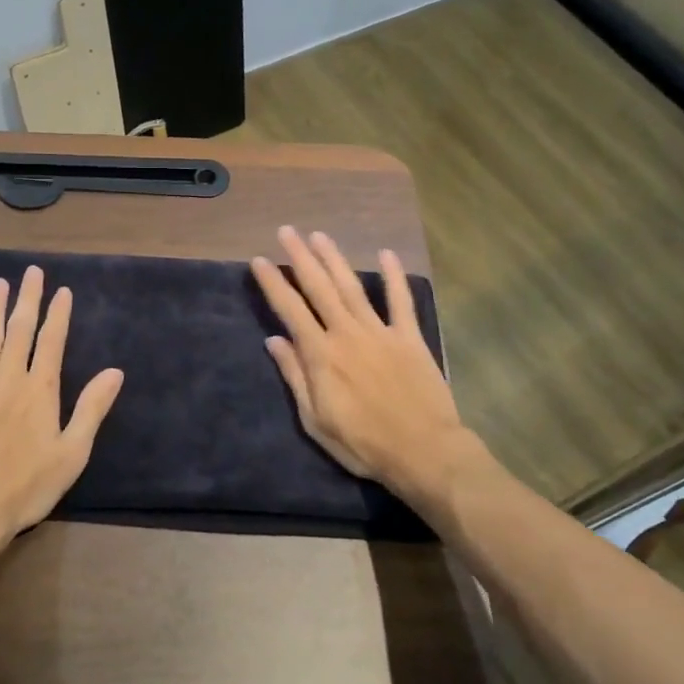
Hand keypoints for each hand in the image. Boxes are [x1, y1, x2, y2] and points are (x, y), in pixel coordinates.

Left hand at [0, 265, 123, 549]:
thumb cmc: (28, 486)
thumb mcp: (73, 452)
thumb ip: (92, 408)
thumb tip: (115, 371)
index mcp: (40, 390)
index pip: (52, 341)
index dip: (58, 314)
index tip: (62, 291)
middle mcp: (9, 378)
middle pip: (20, 330)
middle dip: (28, 299)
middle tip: (31, 272)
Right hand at [251, 227, 477, 507]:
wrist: (424, 452)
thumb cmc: (363, 443)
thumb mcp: (315, 419)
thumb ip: (295, 377)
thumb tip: (274, 341)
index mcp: (321, 355)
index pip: (290, 310)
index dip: (273, 283)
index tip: (259, 260)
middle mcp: (346, 334)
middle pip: (319, 288)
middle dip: (301, 258)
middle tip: (287, 231)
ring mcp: (380, 332)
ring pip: (353, 287)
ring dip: (335, 259)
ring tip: (319, 236)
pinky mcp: (410, 338)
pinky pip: (401, 302)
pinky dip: (394, 277)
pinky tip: (386, 254)